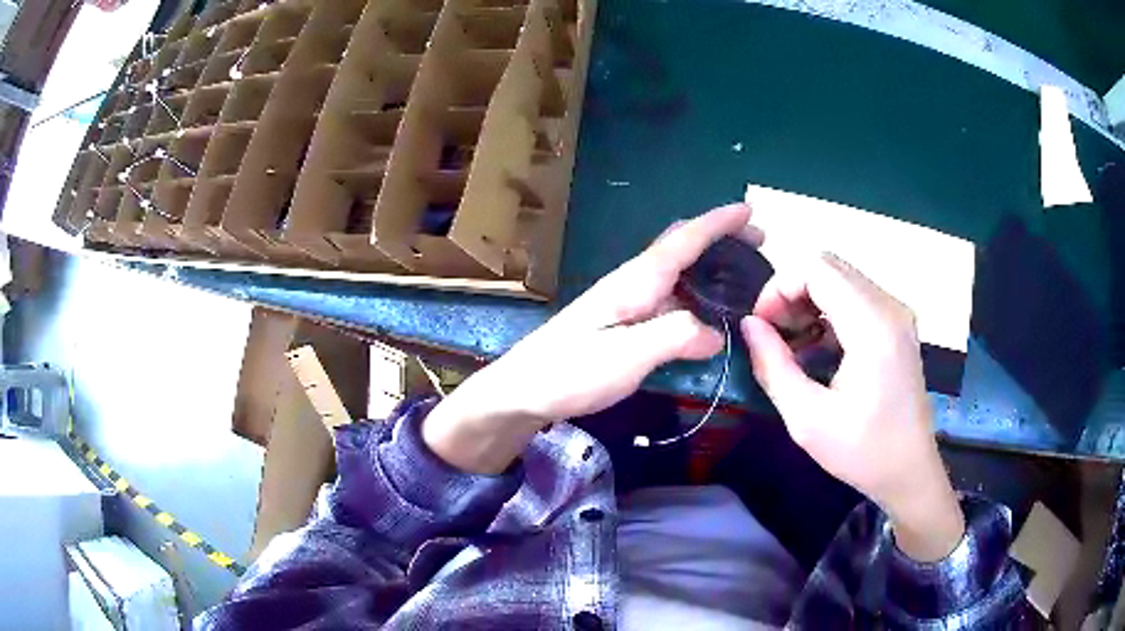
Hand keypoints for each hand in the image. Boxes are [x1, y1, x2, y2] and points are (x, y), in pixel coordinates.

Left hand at [423, 204, 758, 473]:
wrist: (523, 390)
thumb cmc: (571, 371)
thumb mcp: (627, 356)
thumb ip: (674, 338)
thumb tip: (716, 334)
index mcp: (637, 281)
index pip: (685, 240)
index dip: (719, 222)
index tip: (750, 210)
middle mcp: (633, 282)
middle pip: (682, 247)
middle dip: (721, 238)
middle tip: (758, 244)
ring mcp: (626, 302)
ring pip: (678, 271)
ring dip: (712, 266)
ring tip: (744, 277)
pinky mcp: (622, 322)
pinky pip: (670, 297)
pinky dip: (696, 294)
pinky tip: (707, 313)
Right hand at [742, 253, 963, 561]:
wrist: (910, 471)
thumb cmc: (862, 452)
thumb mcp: (807, 419)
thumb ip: (773, 366)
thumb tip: (749, 325)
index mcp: (872, 326)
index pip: (816, 268)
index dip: (779, 287)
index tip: (761, 326)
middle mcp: (890, 307)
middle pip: (828, 267)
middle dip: (791, 292)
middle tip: (774, 335)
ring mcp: (897, 313)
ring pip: (841, 279)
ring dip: (809, 301)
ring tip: (793, 344)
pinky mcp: (898, 325)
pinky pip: (855, 297)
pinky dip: (828, 311)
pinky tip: (818, 347)